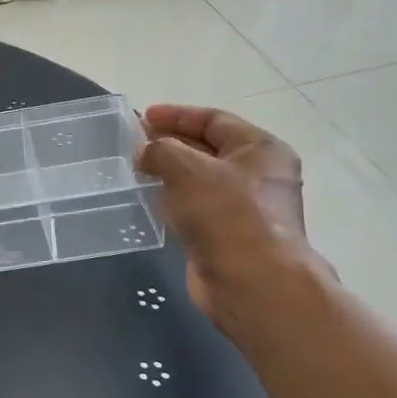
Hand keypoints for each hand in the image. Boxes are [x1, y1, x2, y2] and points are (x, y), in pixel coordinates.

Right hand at [135, 106, 326, 328]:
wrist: (252, 283)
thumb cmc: (226, 214)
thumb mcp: (187, 168)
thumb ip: (160, 150)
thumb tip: (145, 152)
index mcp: (261, 149)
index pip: (214, 120)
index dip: (177, 115)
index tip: (143, 117)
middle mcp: (259, 175)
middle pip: (208, 149)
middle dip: (171, 143)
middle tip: (135, 143)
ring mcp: (246, 208)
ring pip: (201, 181)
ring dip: (170, 174)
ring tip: (136, 170)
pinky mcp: (229, 236)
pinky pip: (197, 208)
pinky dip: (174, 201)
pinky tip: (152, 202)